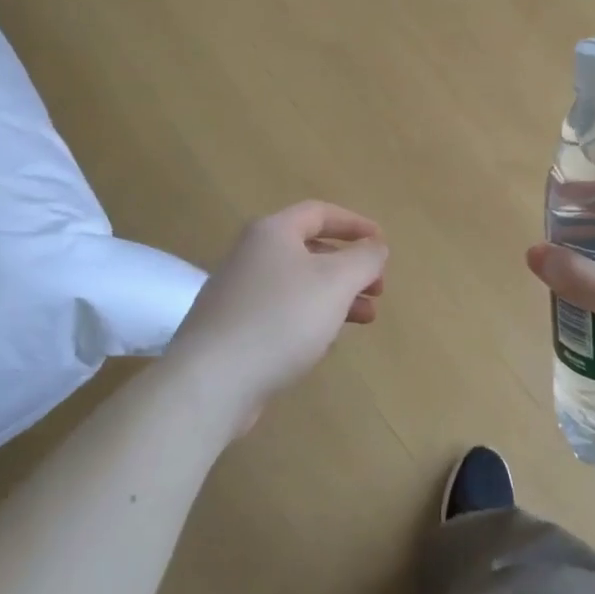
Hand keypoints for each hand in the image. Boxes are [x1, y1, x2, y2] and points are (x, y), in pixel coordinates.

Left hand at [168, 201, 387, 431]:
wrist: (211, 380)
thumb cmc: (281, 319)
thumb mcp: (335, 282)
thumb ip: (364, 259)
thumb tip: (375, 247)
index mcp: (272, 233)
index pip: (319, 213)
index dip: (355, 224)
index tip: (382, 243)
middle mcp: (251, 255)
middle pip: (309, 249)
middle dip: (349, 266)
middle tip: (379, 288)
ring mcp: (238, 293)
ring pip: (298, 284)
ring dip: (336, 296)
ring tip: (366, 318)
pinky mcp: (232, 329)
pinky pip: (281, 313)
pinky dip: (310, 318)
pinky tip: (326, 342)